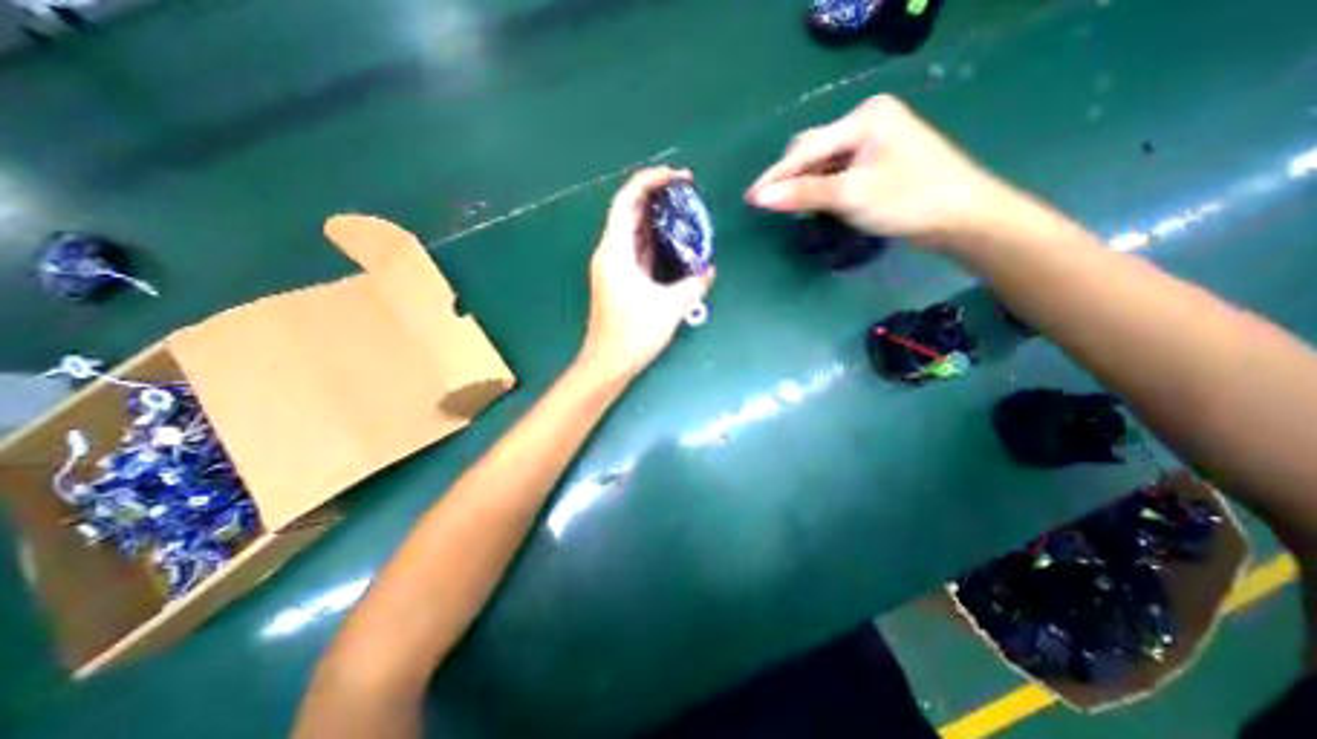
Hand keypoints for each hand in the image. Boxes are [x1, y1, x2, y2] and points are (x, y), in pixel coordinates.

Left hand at [582, 163, 717, 384]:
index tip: (676, 176)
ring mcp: (612, 266)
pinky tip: (672, 239)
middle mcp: (609, 253)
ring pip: (632, 230)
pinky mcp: (618, 279)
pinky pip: (635, 249)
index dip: (649, 181)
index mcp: (615, 252)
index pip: (626, 201)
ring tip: (683, 208)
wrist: (608, 362)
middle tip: (687, 190)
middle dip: (656, 195)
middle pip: (628, 211)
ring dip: (655, 216)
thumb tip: (709, 270)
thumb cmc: (635, 333)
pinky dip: (652, 238)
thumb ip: (694, 284)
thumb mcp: (671, 307)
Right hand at [741, 92, 1010, 245]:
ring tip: (788, 206)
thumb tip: (758, 199)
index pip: (806, 149)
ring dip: (804, 184)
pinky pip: (836, 171)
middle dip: (790, 177)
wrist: (960, 217)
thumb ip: (802, 195)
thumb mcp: (850, 196)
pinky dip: (821, 188)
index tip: (749, 198)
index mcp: (864, 118)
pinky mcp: (876, 161)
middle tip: (770, 204)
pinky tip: (814, 202)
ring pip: (823, 162)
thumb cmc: (907, 200)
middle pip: (813, 150)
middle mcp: (866, 122)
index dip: (775, 176)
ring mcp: (872, 142)